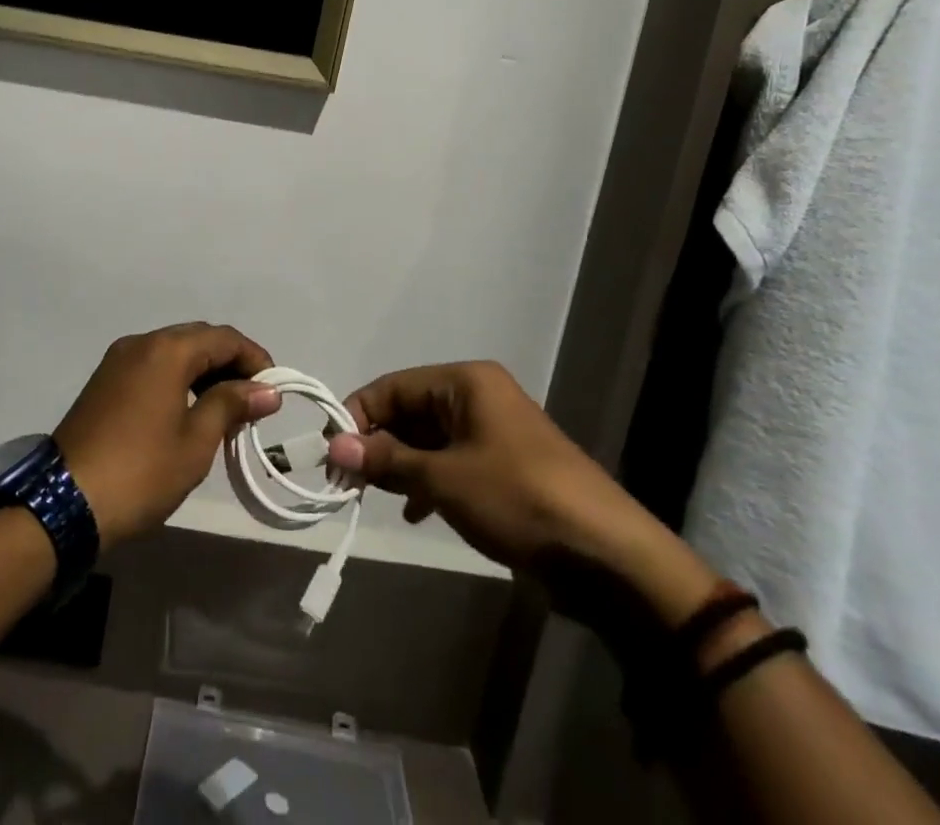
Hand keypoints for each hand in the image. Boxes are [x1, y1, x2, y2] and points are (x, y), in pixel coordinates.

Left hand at [55, 323, 281, 549]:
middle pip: (198, 338)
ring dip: (203, 371)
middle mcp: (141, 342)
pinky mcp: (105, 381)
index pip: (223, 337)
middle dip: (230, 363)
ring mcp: (118, 360)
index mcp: (166, 350)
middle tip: (252, 400)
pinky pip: (152, 365)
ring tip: (225, 409)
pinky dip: (178, 378)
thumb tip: (267, 390)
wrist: (65, 502)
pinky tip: (189, 410)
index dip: (255, 358)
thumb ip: (231, 405)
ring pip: (173, 351)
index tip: (274, 390)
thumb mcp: (195, 441)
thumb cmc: (141, 472)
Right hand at [328, 362, 717, 625]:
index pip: (392, 386)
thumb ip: (387, 459)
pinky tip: (414, 510)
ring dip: (400, 464)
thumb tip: (335, 446)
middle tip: (347, 481)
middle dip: (377, 443)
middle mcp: (478, 396)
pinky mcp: (504, 466)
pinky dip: (428, 480)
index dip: (358, 416)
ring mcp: (494, 431)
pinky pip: (451, 461)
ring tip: (374, 496)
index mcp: (465, 381)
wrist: (606, 556)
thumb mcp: (444, 479)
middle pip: (410, 410)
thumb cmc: (518, 499)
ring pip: (429, 438)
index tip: (333, 454)